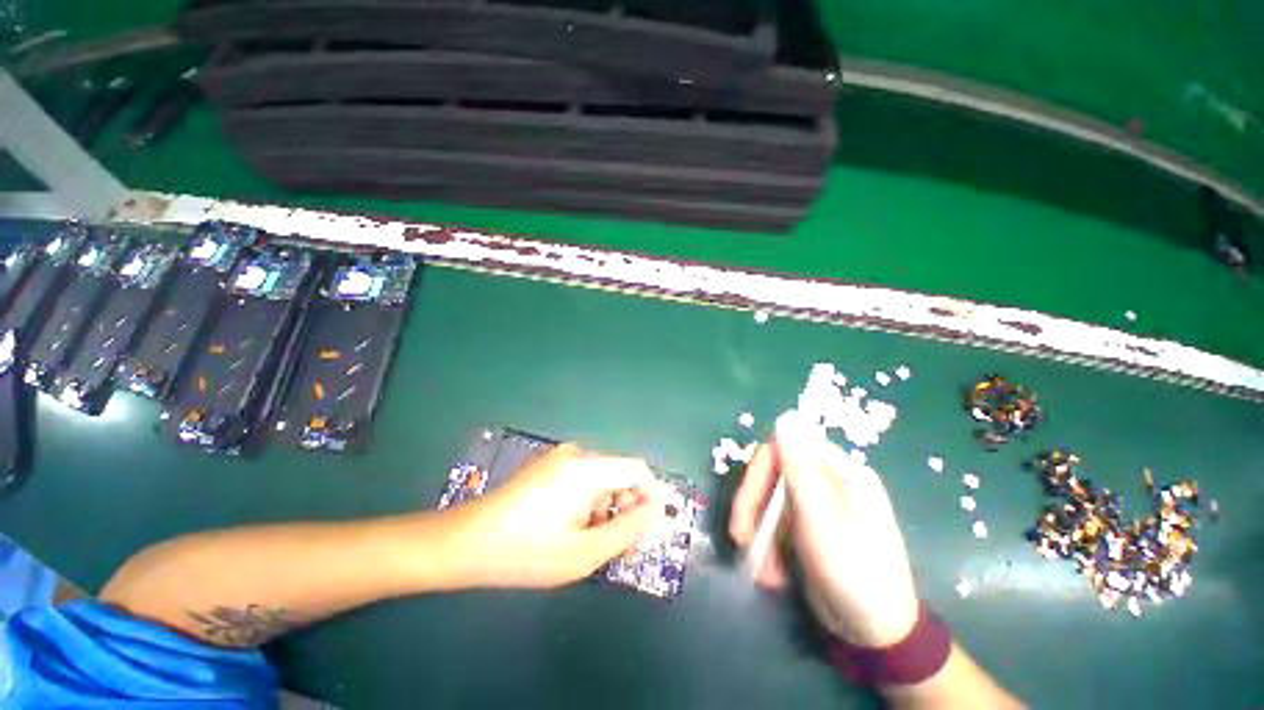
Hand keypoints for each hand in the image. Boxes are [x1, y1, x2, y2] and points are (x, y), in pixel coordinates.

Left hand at [448, 443, 665, 588]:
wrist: (466, 543)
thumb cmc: (526, 552)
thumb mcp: (584, 551)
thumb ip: (627, 529)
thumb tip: (655, 510)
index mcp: (587, 468)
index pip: (638, 469)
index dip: (651, 496)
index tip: (648, 529)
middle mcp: (577, 454)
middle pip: (620, 475)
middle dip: (628, 509)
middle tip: (622, 548)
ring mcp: (560, 459)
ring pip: (603, 480)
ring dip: (608, 509)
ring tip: (596, 544)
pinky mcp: (550, 467)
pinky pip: (584, 480)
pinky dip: (591, 503)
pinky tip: (576, 530)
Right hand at [730, 411, 919, 647]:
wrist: (874, 635)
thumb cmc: (855, 573)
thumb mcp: (822, 520)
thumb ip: (800, 468)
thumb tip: (786, 417)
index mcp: (838, 472)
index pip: (784, 448)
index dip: (761, 471)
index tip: (748, 501)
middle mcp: (824, 482)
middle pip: (770, 475)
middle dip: (752, 508)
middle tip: (742, 539)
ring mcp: (812, 506)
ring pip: (765, 502)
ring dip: (757, 534)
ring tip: (762, 569)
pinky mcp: (802, 528)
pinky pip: (771, 524)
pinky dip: (765, 547)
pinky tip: (771, 574)